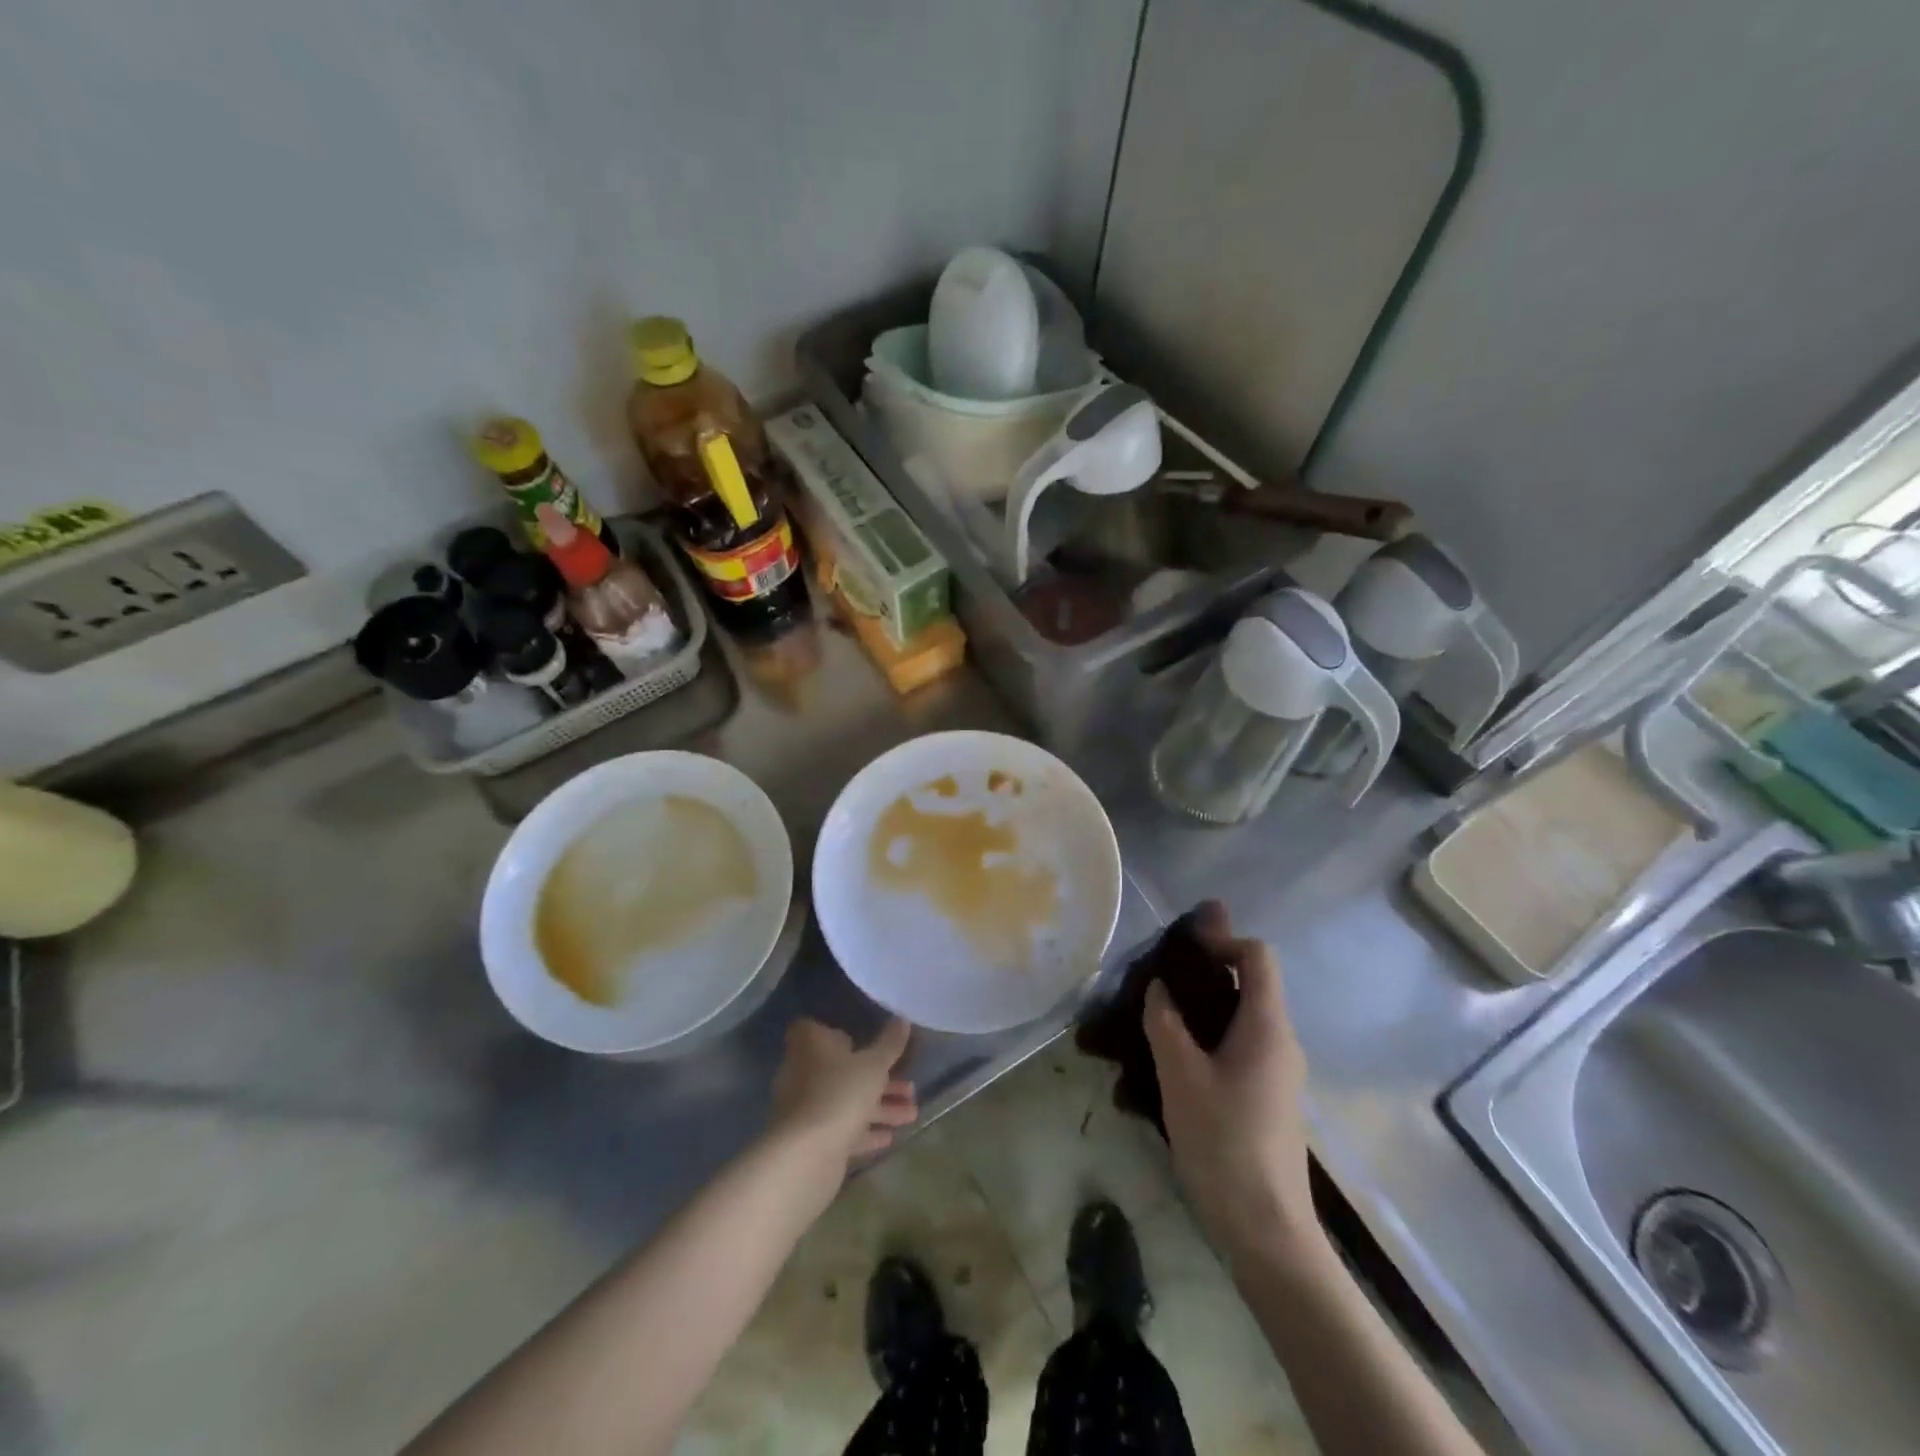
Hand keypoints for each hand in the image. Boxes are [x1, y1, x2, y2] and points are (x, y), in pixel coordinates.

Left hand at [770, 1017, 917, 1170]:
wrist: (806, 1155)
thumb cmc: (840, 1093)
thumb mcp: (874, 1065)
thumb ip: (890, 1044)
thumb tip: (902, 1019)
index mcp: (811, 1045)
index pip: (820, 1030)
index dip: (843, 1034)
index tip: (868, 1041)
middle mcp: (803, 1072)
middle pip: (843, 1069)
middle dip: (878, 1079)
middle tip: (910, 1087)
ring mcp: (806, 1107)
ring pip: (847, 1101)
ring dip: (880, 1107)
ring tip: (912, 1114)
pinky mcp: (812, 1138)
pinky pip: (843, 1128)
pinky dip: (865, 1130)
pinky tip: (890, 1137)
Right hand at [1143, 903, 1318, 1264]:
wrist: (1268, 1231)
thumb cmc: (1224, 1143)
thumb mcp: (1180, 1076)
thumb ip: (1165, 1022)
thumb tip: (1158, 987)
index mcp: (1267, 1027)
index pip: (1257, 956)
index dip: (1222, 940)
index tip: (1182, 950)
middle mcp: (1279, 1041)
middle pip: (1248, 985)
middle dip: (1202, 974)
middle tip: (1155, 981)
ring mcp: (1276, 1072)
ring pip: (1237, 1019)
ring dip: (1198, 1010)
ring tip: (1152, 1020)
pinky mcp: (1266, 1098)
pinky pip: (1236, 1049)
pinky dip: (1204, 1040)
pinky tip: (1167, 1064)